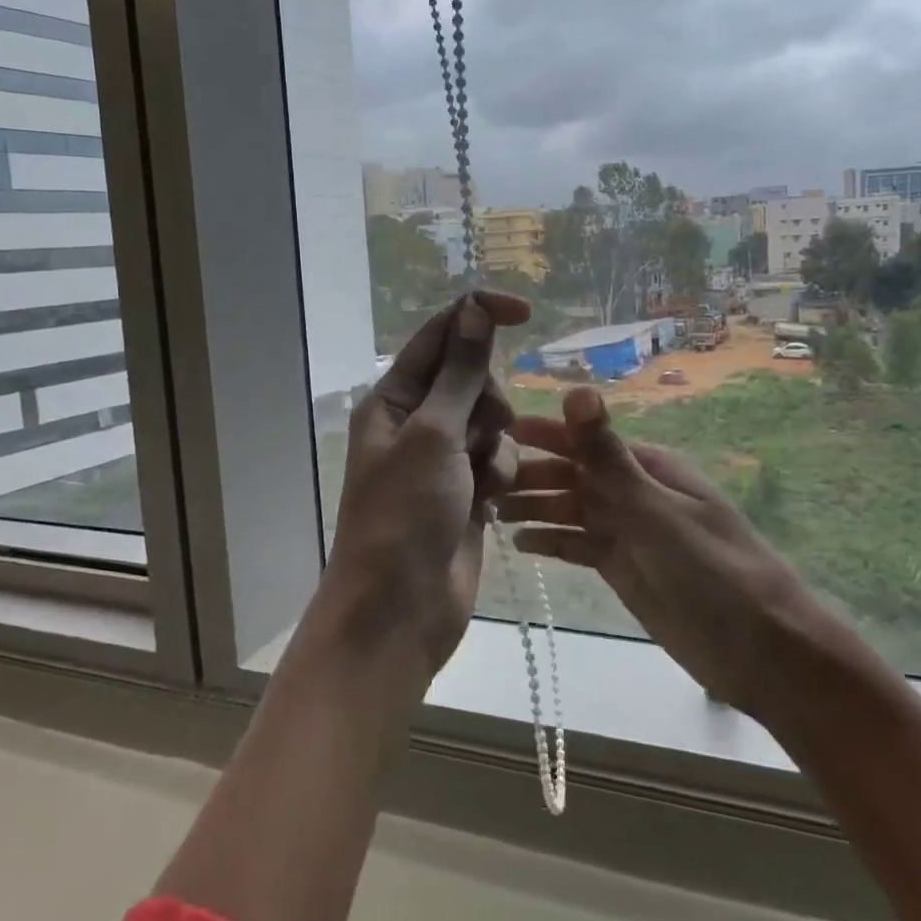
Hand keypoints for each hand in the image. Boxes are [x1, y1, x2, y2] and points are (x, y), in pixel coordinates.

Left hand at [314, 292, 529, 675]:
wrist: (401, 610)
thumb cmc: (405, 515)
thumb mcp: (433, 435)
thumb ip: (460, 373)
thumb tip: (473, 310)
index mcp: (394, 399)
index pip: (440, 336)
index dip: (479, 315)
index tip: (526, 312)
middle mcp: (416, 422)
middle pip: (472, 379)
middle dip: (487, 400)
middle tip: (479, 433)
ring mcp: (442, 459)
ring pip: (492, 422)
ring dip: (495, 445)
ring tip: (480, 480)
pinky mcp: (466, 490)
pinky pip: (497, 460)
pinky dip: (499, 475)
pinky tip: (487, 505)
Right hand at [503, 386, 810, 717]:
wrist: (760, 649)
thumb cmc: (711, 569)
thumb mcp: (654, 509)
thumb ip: (608, 455)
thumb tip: (577, 389)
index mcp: (646, 466)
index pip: (584, 440)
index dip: (541, 433)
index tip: (495, 429)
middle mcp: (633, 491)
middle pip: (572, 474)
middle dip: (530, 474)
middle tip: (480, 481)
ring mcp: (628, 530)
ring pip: (571, 509)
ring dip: (535, 506)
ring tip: (491, 511)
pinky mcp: (623, 566)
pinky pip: (579, 545)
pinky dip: (552, 541)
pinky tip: (521, 544)